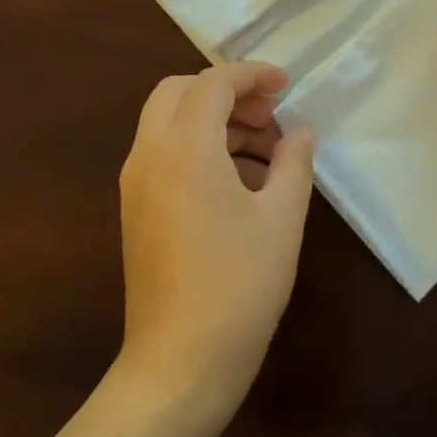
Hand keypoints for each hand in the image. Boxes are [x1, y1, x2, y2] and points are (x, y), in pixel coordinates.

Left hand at [116, 61, 316, 423]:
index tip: (287, 86)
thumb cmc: (239, 284)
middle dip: (226, 92)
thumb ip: (294, 162)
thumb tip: (302, 131)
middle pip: (179, 92)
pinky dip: (197, 147)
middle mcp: (148, 154)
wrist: (180, 361)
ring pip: (167, 122)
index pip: (213, 83)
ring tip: (265, 152)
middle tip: (270, 117)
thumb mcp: (282, 218)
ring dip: (212, 120)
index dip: (252, 75)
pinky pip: (163, 154)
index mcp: (184, 147)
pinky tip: (239, 182)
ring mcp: (135, 183)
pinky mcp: (135, 209)